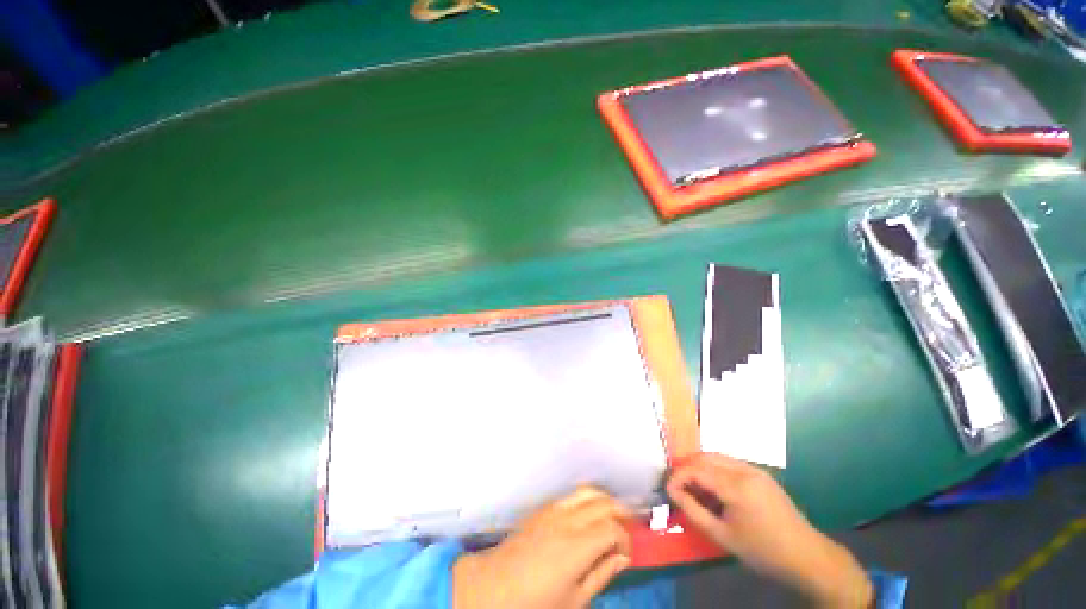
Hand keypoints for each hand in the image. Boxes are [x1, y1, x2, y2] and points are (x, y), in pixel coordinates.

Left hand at [452, 486, 631, 608]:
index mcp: (577, 544)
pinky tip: (586, 515)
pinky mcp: (542, 508)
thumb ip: (601, 574)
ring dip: (603, 499)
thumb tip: (623, 557)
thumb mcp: (573, 601)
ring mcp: (552, 509)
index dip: (625, 538)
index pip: (612, 527)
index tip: (627, 553)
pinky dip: (586, 499)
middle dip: (620, 511)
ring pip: (586, 491)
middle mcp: (567, 519)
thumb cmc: (534, 603)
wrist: (491, 588)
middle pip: (602, 502)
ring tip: (611, 516)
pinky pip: (571, 495)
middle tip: (627, 528)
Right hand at [667, 454, 872, 607]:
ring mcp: (755, 469)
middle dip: (687, 467)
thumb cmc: (763, 551)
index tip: (667, 488)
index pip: (696, 469)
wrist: (807, 556)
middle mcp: (744, 470)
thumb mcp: (723, 536)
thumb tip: (673, 492)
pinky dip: (714, 470)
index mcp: (736, 486)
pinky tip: (713, 487)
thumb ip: (694, 511)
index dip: (678, 476)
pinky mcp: (761, 474)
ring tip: (691, 485)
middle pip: (705, 457)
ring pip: (717, 457)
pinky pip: (730, 463)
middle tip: (677, 484)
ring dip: (700, 467)